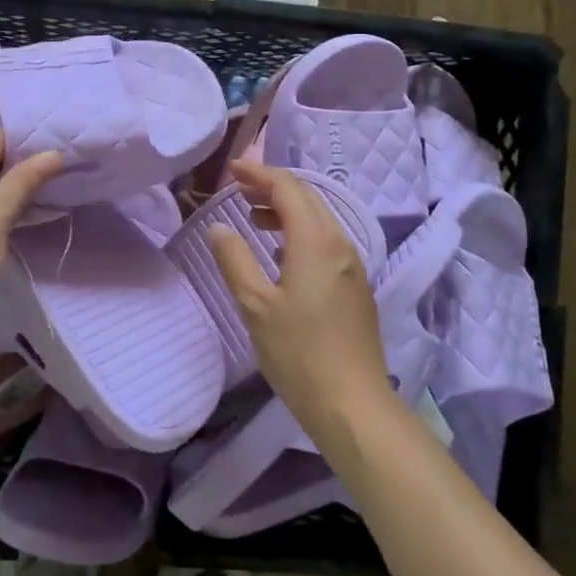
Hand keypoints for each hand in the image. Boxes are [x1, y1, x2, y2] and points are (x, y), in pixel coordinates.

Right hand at [207, 161, 391, 432]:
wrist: (354, 405)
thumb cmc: (299, 353)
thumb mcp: (255, 305)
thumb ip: (234, 260)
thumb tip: (219, 227)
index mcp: (316, 242)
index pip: (288, 188)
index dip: (259, 173)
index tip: (231, 169)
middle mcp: (340, 244)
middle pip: (308, 198)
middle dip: (272, 187)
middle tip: (239, 189)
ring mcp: (353, 265)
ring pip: (319, 219)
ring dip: (286, 210)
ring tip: (253, 220)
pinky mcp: (355, 286)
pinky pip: (326, 240)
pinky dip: (299, 232)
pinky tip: (280, 253)